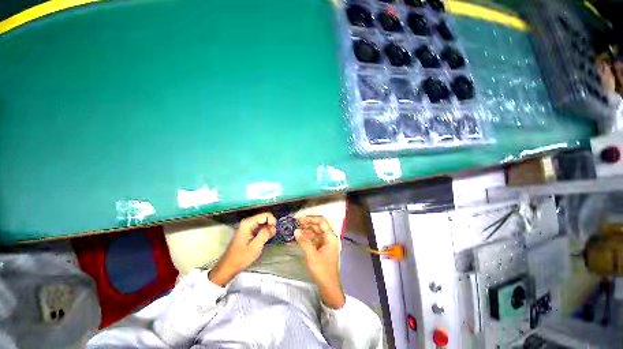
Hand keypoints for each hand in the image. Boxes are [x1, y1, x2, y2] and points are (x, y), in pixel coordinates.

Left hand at [208, 212, 276, 285]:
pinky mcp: (248, 231)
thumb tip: (273, 227)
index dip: (272, 221)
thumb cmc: (240, 258)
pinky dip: (264, 231)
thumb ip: (265, 234)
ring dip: (268, 229)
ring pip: (263, 222)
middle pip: (264, 217)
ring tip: (268, 238)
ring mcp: (247, 227)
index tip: (274, 231)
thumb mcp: (255, 247)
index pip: (266, 215)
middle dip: (270, 225)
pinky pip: (259, 227)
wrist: (227, 267)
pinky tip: (264, 239)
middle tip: (272, 235)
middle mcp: (247, 222)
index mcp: (248, 223)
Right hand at [295, 216, 344, 308]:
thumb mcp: (312, 255)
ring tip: (296, 228)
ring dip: (306, 230)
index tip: (301, 219)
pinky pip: (313, 239)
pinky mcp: (320, 248)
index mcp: (330, 237)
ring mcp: (324, 243)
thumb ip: (304, 242)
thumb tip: (296, 230)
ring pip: (315, 232)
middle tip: (296, 222)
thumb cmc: (322, 270)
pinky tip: (299, 236)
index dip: (312, 218)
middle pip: (318, 226)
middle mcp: (328, 238)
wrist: (328, 286)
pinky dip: (306, 237)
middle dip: (307, 223)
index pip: (322, 222)